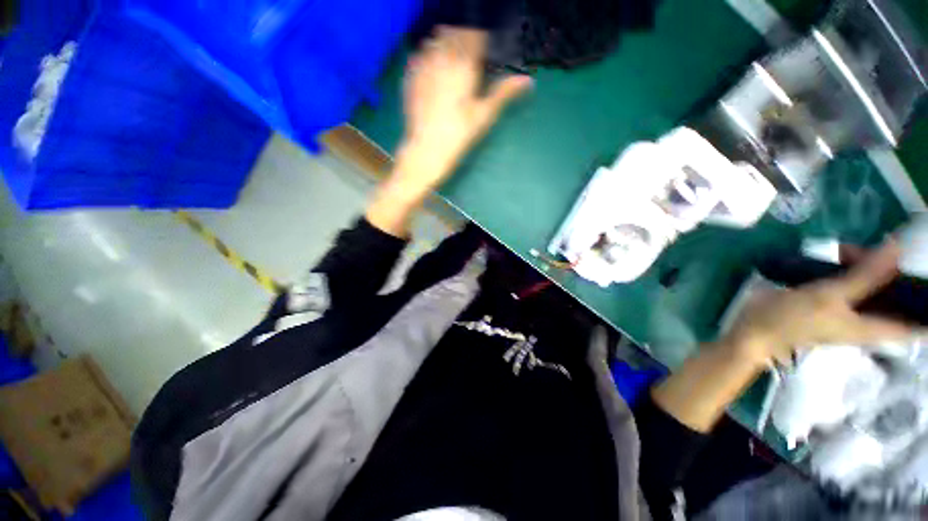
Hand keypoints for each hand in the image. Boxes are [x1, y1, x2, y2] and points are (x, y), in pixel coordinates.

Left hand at [395, 26, 532, 190]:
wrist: (426, 150)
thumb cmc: (458, 136)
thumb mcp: (484, 116)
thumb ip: (504, 93)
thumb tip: (527, 80)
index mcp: (464, 66)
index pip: (476, 36)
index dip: (482, 41)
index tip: (484, 53)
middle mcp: (443, 58)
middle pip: (455, 32)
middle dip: (464, 40)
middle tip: (469, 60)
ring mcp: (423, 66)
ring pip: (435, 39)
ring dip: (445, 44)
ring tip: (451, 64)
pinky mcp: (410, 76)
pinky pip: (419, 54)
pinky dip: (428, 55)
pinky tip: (433, 72)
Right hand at [726, 240, 913, 366]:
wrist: (755, 329)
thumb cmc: (793, 319)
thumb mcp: (829, 296)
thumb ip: (865, 276)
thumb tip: (896, 247)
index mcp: (876, 327)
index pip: (920, 324)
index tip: (927, 282)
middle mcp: (870, 319)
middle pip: (898, 296)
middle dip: (897, 272)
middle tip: (886, 248)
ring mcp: (851, 309)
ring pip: (876, 285)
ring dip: (873, 265)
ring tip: (854, 249)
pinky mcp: (833, 300)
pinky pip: (855, 281)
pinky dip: (854, 266)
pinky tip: (842, 255)